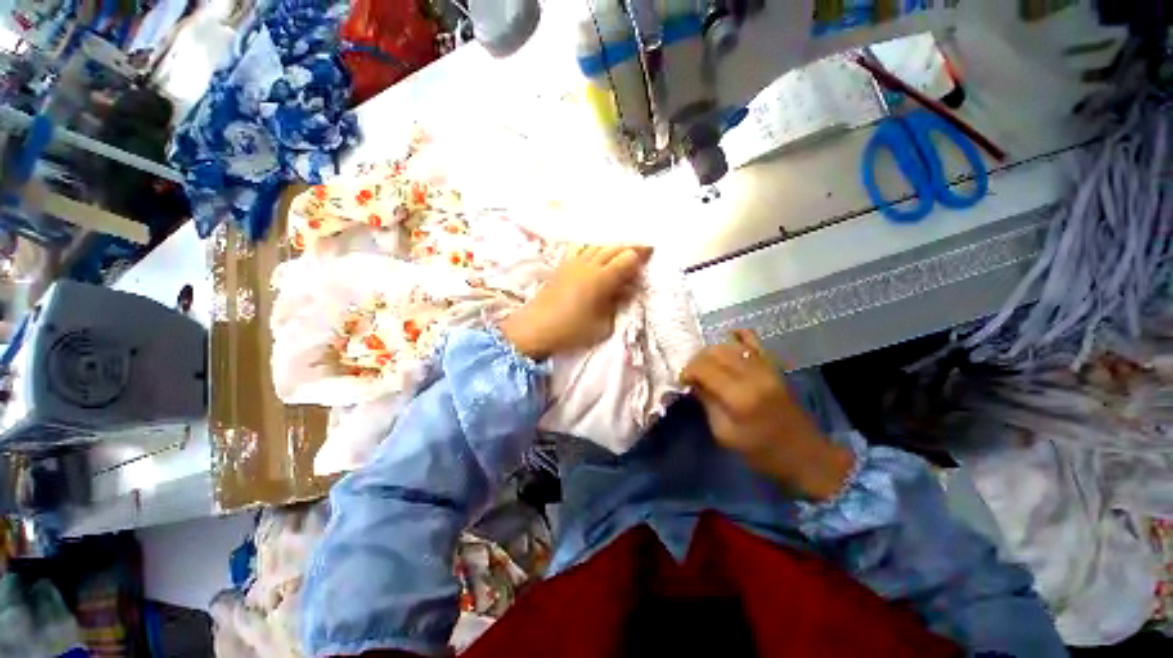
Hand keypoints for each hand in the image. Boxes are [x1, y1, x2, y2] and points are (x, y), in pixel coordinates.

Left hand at [500, 245, 650, 359]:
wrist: (535, 328)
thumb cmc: (571, 331)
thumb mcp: (602, 325)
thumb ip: (617, 305)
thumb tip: (627, 290)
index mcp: (602, 279)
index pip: (627, 258)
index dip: (641, 255)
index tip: (652, 253)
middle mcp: (589, 265)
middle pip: (614, 247)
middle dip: (630, 247)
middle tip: (642, 249)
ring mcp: (573, 263)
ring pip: (598, 245)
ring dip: (613, 246)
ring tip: (622, 251)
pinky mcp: (562, 266)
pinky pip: (583, 250)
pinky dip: (596, 249)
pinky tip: (597, 255)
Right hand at [680, 330, 853, 501]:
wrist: (805, 455)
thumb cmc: (761, 452)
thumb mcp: (724, 434)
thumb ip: (707, 403)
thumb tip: (693, 383)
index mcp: (739, 397)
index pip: (703, 367)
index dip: (688, 371)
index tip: (683, 381)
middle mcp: (753, 375)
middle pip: (714, 352)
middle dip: (697, 360)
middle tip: (693, 375)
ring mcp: (766, 367)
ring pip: (729, 345)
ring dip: (712, 352)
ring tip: (707, 365)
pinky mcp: (775, 366)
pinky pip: (753, 340)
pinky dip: (737, 338)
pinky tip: (728, 343)